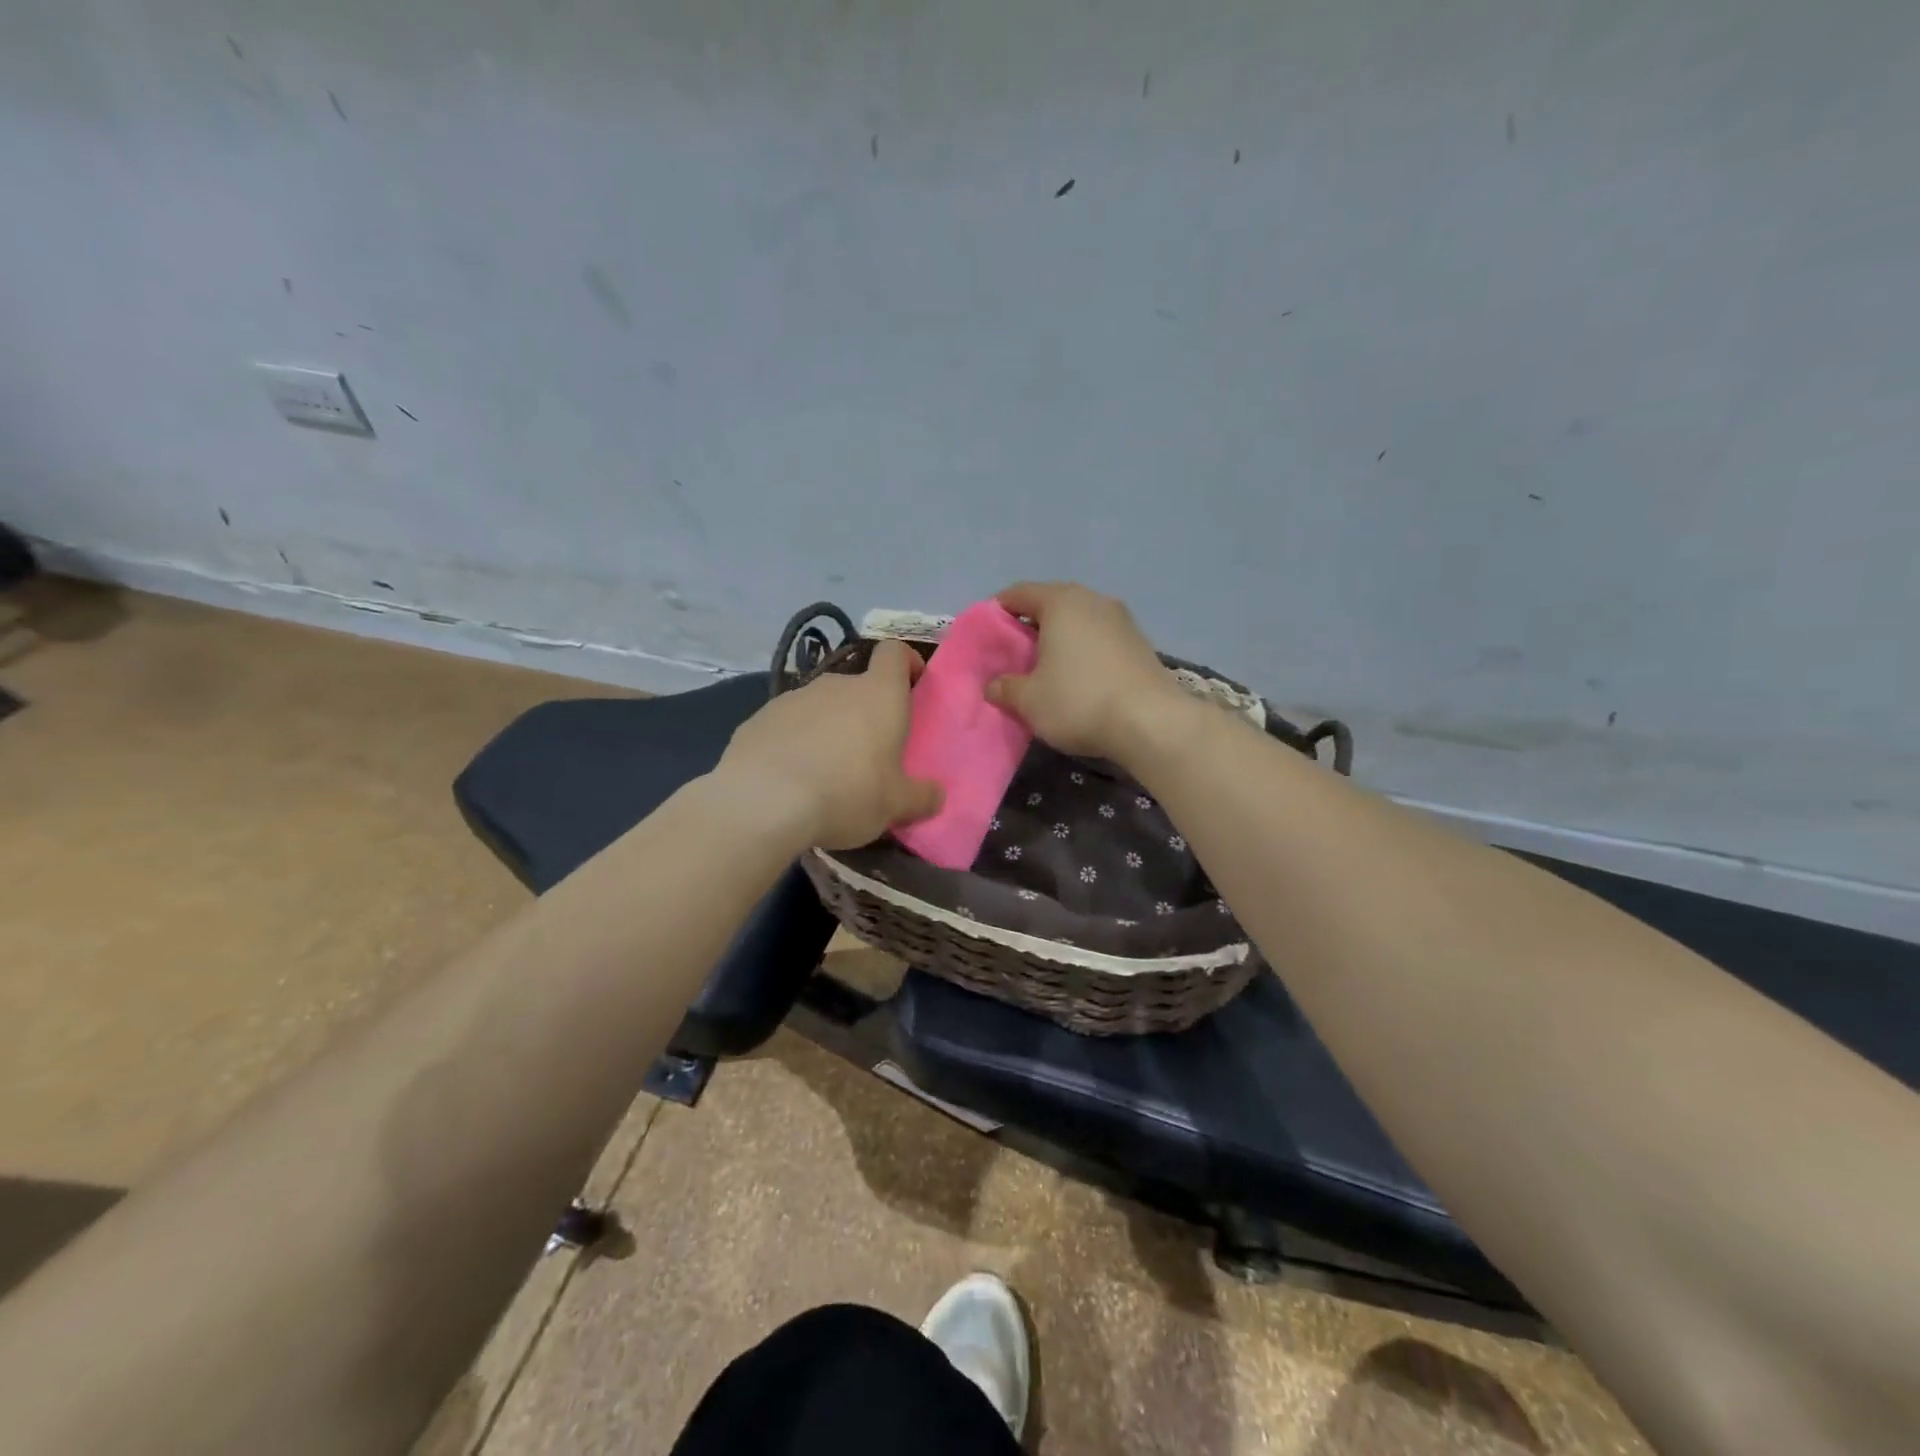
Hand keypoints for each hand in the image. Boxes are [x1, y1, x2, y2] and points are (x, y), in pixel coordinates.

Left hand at [716, 639, 943, 849]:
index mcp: (878, 694)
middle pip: (857, 686)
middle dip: (865, 713)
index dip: (906, 662)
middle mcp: (836, 685)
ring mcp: (792, 698)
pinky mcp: (757, 718)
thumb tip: (936, 795)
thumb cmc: (847, 793)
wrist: (763, 801)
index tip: (912, 685)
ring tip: (826, 773)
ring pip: (820, 708)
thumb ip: (921, 797)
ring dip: (828, 729)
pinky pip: (787, 726)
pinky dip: (794, 744)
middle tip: (870, 754)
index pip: (894, 653)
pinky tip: (790, 779)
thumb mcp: (896, 805)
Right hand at [984, 581, 1186, 761]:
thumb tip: (993, 686)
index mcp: (1061, 602)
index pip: (1019, 594)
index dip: (996, 611)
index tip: (984, 634)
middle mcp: (1093, 601)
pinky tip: (1077, 678)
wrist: (1152, 723)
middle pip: (1051, 604)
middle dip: (1029, 626)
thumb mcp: (1029, 700)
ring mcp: (1122, 620)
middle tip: (1012, 654)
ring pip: (1078, 621)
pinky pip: (1099, 639)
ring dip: (1059, 639)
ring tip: (1044, 668)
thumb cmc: (1079, 701)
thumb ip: (1004, 688)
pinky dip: (1083, 651)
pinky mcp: (1140, 644)